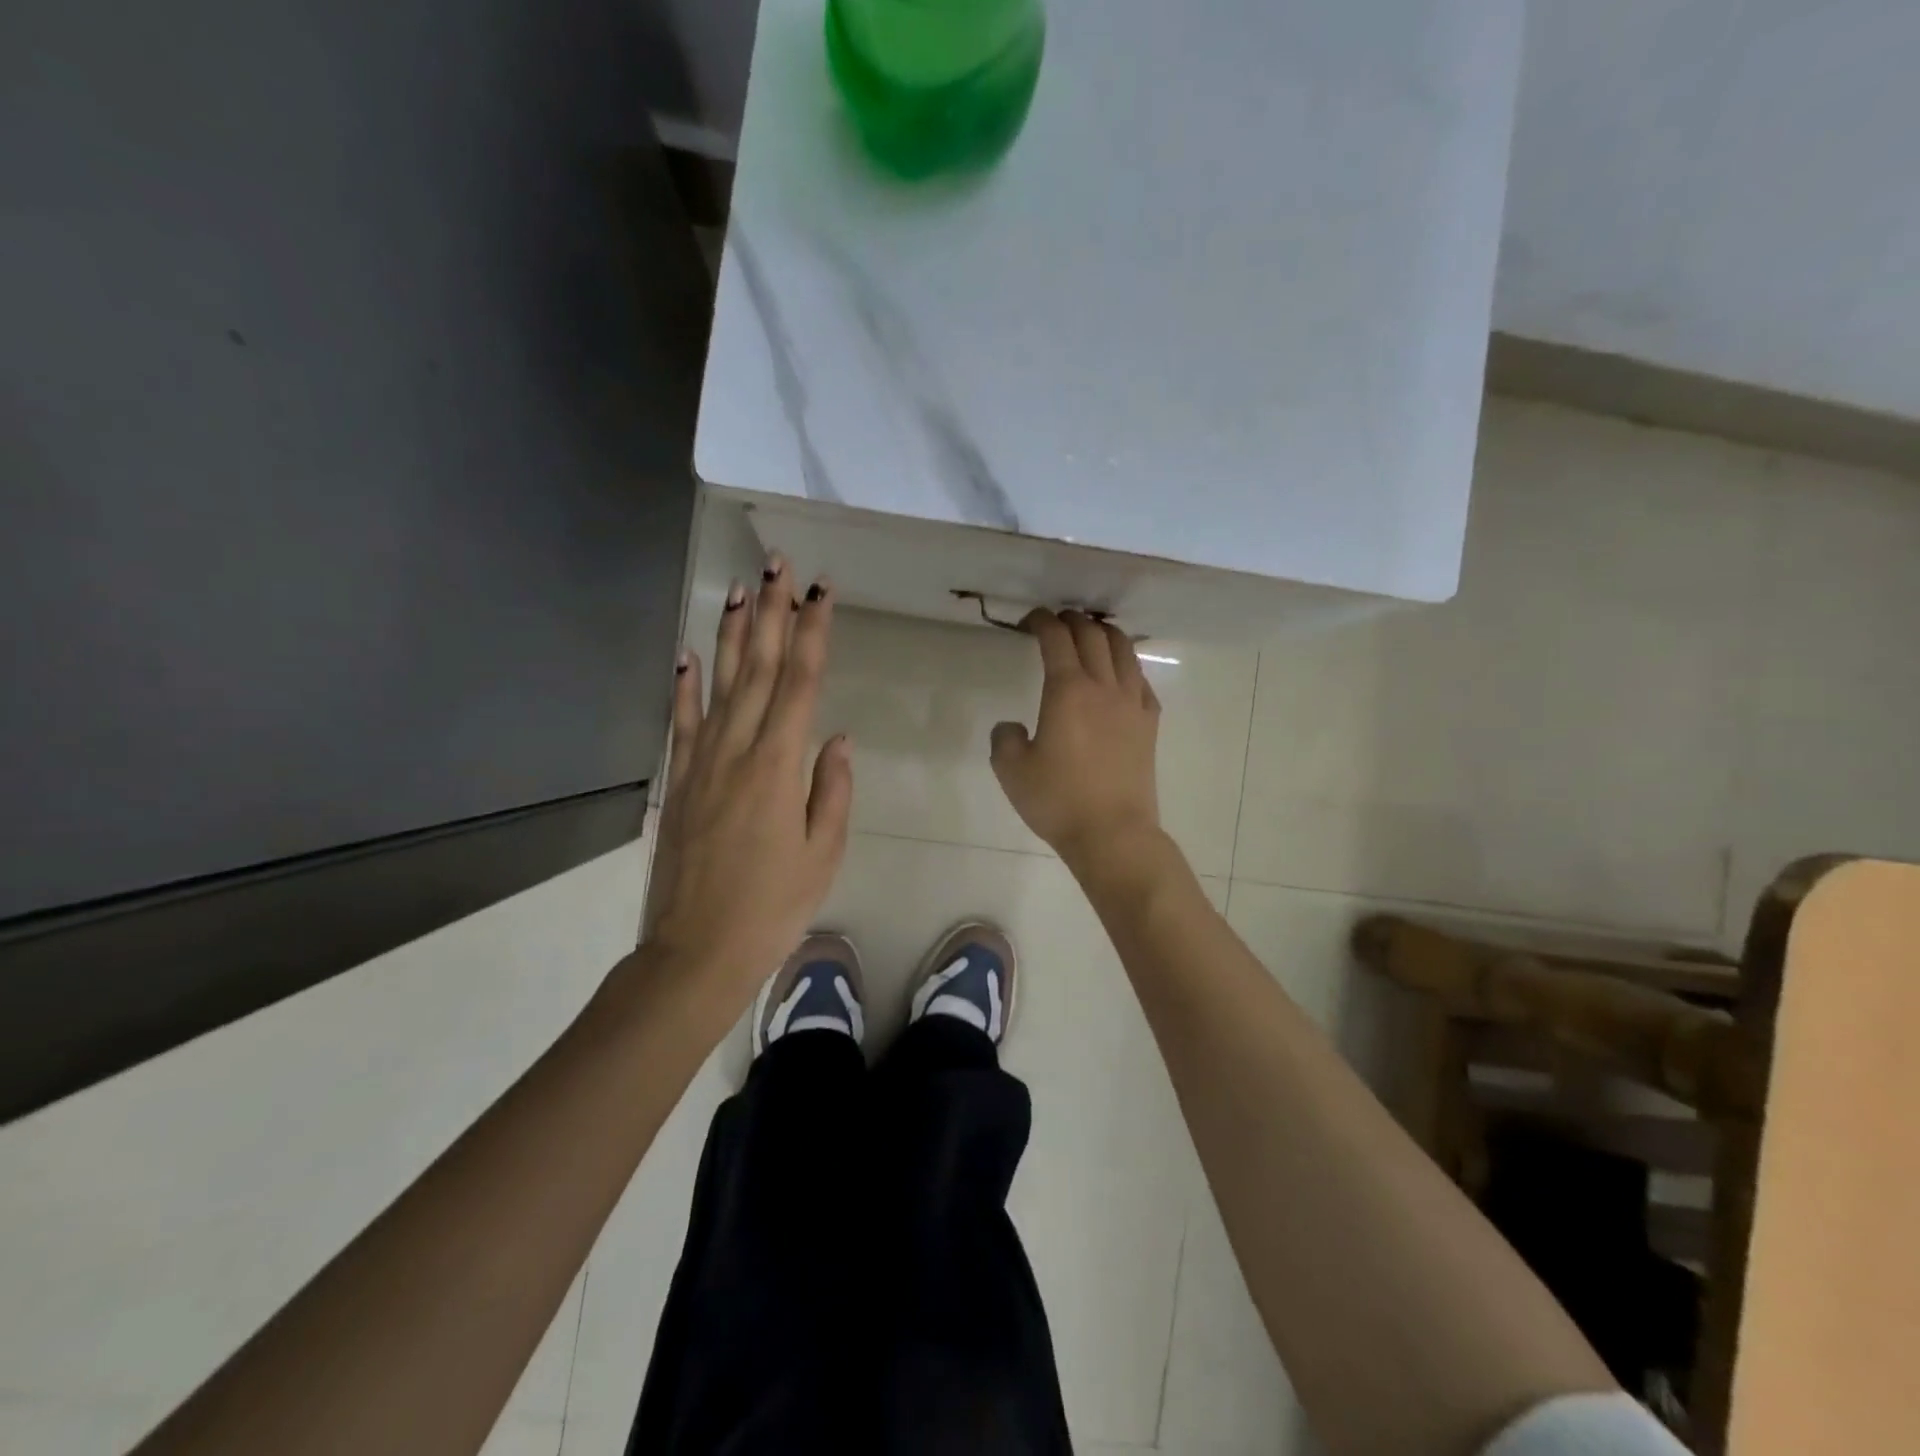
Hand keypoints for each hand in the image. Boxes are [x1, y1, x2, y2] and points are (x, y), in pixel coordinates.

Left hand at [647, 556, 852, 992]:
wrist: (697, 950)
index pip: (800, 683)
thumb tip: (838, 738)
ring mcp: (702, 762)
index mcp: (779, 766)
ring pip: (720, 683)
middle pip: (758, 668)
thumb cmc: (773, 907)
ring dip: (732, 633)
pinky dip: (685, 684)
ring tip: (738, 588)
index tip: (819, 591)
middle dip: (770, 612)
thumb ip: (832, 789)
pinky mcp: (680, 780)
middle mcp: (738, 750)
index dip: (812, 632)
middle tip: (776, 564)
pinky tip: (689, 654)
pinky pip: (682, 721)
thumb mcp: (823, 854)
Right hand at [990, 609, 1162, 872]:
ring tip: (1091, 633)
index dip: (1042, 621)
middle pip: (1092, 635)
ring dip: (1104, 633)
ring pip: (1123, 650)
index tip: (1030, 620)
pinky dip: (1127, 665)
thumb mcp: (1011, 771)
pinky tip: (1119, 675)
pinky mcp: (1150, 723)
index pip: (1056, 639)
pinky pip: (1141, 680)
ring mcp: (1132, 703)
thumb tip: (1012, 726)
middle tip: (1057, 621)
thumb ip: (1004, 738)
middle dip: (1073, 620)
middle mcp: (1103, 687)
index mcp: (1067, 691)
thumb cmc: (1058, 801)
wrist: (1112, 833)